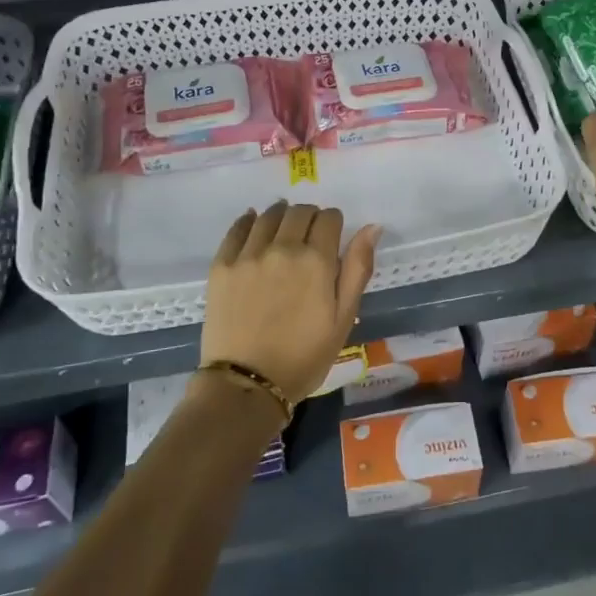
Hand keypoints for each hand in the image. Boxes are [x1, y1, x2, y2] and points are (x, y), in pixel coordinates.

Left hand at [201, 202, 381, 402]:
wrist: (247, 384)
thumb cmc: (304, 357)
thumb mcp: (343, 318)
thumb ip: (358, 268)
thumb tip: (373, 227)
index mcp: (317, 260)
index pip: (329, 218)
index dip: (334, 223)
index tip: (332, 236)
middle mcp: (283, 248)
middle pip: (299, 211)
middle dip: (310, 217)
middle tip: (309, 236)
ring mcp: (249, 254)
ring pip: (269, 214)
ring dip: (281, 215)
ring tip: (283, 230)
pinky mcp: (222, 265)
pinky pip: (237, 228)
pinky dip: (249, 221)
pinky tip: (254, 224)